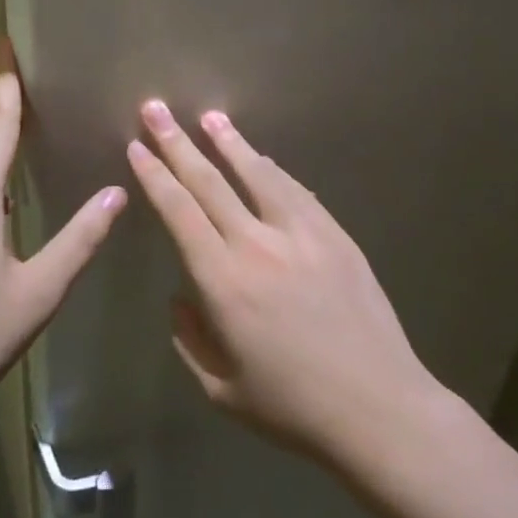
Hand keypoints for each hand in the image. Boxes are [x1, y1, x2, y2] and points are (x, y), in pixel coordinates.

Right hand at [126, 101, 435, 463]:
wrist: (379, 409)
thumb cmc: (293, 408)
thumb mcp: (221, 389)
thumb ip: (190, 339)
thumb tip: (181, 297)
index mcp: (222, 282)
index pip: (179, 212)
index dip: (155, 176)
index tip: (137, 148)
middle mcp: (257, 245)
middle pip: (210, 181)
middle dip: (177, 142)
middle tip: (156, 108)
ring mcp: (302, 235)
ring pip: (257, 174)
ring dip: (229, 142)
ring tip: (209, 116)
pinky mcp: (335, 236)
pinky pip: (297, 191)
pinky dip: (273, 170)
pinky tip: (261, 157)